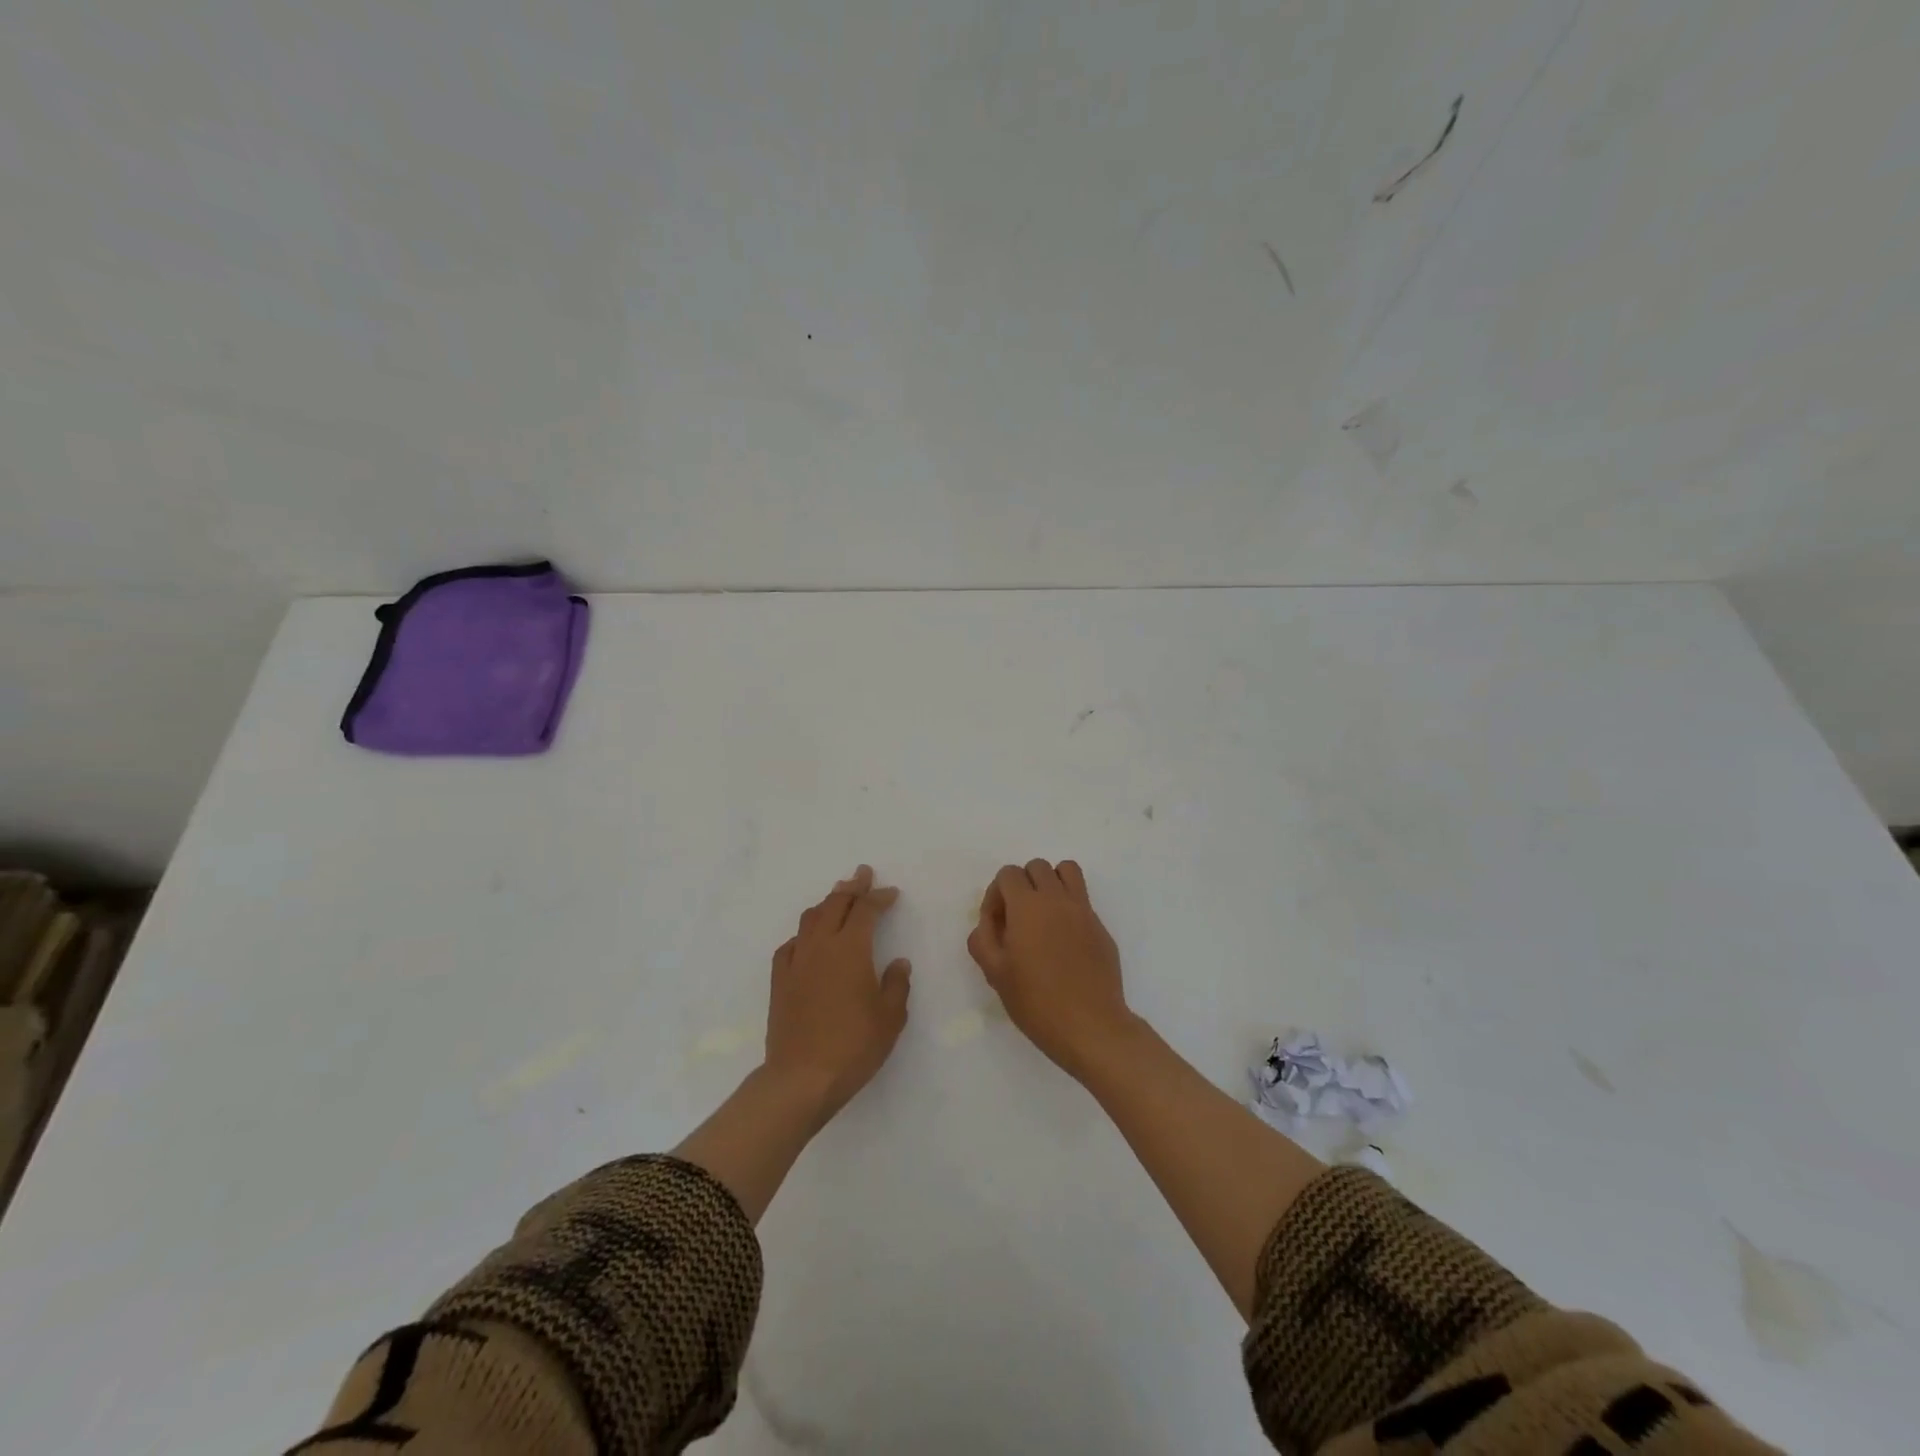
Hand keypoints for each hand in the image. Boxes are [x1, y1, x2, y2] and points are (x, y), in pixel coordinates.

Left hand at [764, 866, 911, 1126]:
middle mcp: (821, 946)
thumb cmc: (854, 1045)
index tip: (891, 892)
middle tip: (863, 875)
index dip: (879, 897)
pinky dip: (804, 933)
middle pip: (835, 904)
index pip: (866, 910)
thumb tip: (898, 963)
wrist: (802, 1077)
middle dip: (852, 887)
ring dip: (826, 903)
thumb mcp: (890, 1017)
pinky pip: (791, 944)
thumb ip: (896, 984)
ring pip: (810, 919)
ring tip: (837, 897)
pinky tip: (807, 939)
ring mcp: (796, 962)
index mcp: (851, 949)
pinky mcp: (780, 981)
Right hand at [967, 860, 1135, 1080]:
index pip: (1008, 874)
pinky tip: (1065, 942)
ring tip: (1044, 916)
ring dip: (1051, 883)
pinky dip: (1069, 906)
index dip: (996, 895)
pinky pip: (1082, 899)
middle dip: (1022, 885)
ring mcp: (1083, 910)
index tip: (997, 925)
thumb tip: (988, 921)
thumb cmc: (1036, 1002)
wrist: (1091, 1026)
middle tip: (1018, 920)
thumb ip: (983, 939)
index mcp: (1027, 906)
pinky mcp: (1101, 927)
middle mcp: (1057, 898)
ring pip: (1067, 871)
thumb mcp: (995, 974)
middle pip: (1037, 867)